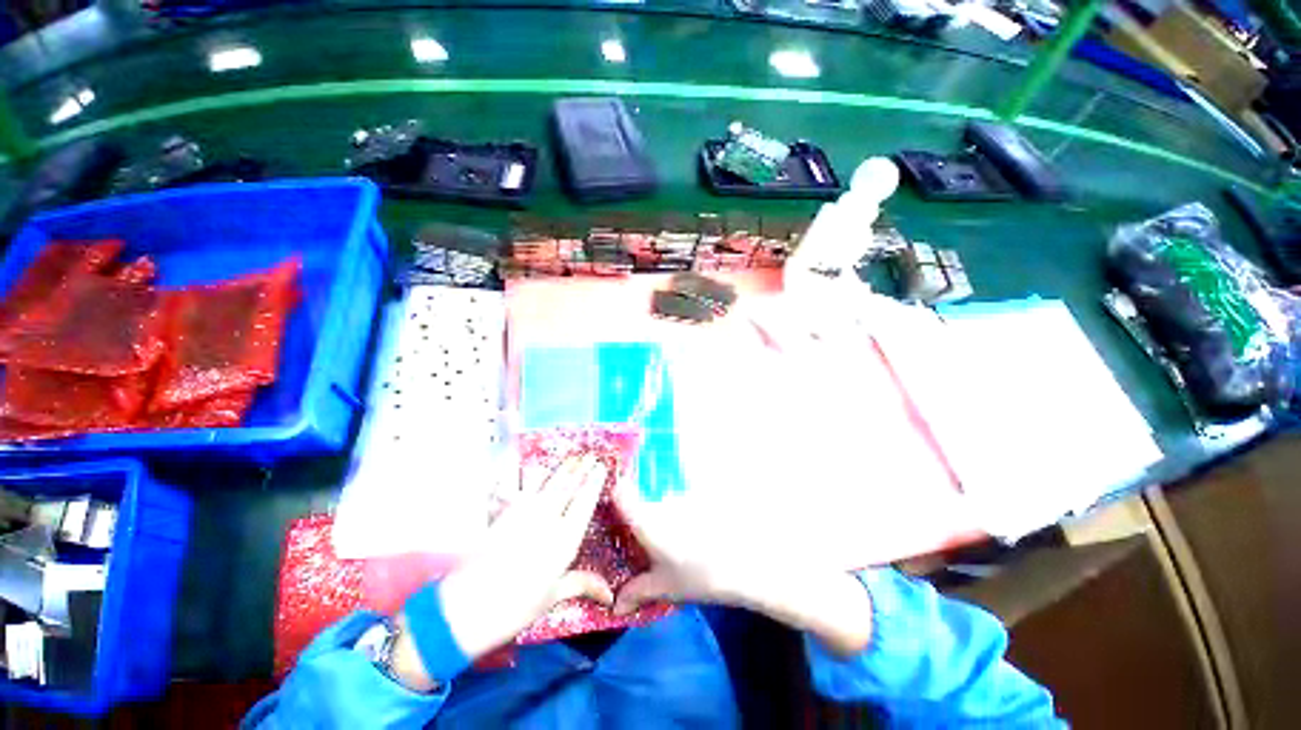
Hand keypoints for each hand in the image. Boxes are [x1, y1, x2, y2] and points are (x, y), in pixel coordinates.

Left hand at [437, 453, 612, 661]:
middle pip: (566, 487)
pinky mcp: (502, 514)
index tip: (602, 467)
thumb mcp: (552, 597)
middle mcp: (546, 520)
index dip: (594, 483)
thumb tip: (609, 596)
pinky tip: (536, 468)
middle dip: (580, 469)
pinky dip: (530, 475)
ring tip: (571, 458)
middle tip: (590, 455)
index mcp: (564, 540)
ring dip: (560, 469)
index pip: (585, 503)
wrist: (465, 610)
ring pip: (546, 483)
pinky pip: (520, 487)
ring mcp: (522, 514)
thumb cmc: (516, 608)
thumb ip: (582, 585)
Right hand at [613, 482, 873, 657]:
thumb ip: (637, 592)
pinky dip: (681, 517)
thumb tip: (615, 604)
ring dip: (662, 519)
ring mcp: (683, 497)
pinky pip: (681, 504)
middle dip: (638, 520)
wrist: (747, 562)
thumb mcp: (665, 587)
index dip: (612, 494)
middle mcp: (662, 501)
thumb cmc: (698, 575)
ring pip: (663, 504)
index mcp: (647, 519)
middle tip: (641, 543)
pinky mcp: (702, 499)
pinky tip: (693, 537)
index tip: (608, 507)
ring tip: (672, 544)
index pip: (621, 493)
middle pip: (642, 503)